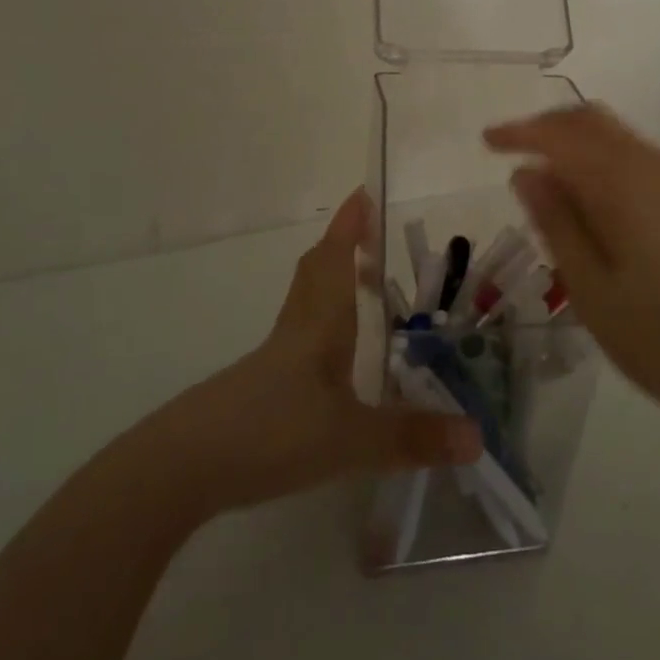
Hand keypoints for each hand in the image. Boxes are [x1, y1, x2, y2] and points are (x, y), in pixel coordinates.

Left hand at [140, 189, 481, 521]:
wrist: (183, 466)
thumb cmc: (271, 433)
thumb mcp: (350, 440)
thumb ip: (412, 437)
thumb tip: (476, 437)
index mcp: (320, 323)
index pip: (336, 258)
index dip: (350, 224)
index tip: (364, 193)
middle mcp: (296, 328)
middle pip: (316, 271)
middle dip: (342, 245)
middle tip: (371, 234)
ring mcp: (272, 356)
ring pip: (305, 300)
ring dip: (331, 280)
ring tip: (361, 286)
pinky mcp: (257, 385)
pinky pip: (296, 332)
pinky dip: (319, 321)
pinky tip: (331, 356)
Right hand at [484, 105, 659, 439]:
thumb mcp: (593, 292)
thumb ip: (557, 224)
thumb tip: (526, 173)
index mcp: (622, 181)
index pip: (559, 133)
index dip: (518, 132)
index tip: (486, 143)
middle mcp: (655, 165)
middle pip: (592, 121)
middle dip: (548, 129)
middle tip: (513, 155)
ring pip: (619, 139)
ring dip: (578, 146)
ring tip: (549, 186)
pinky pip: (640, 161)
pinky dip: (606, 164)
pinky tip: (598, 208)